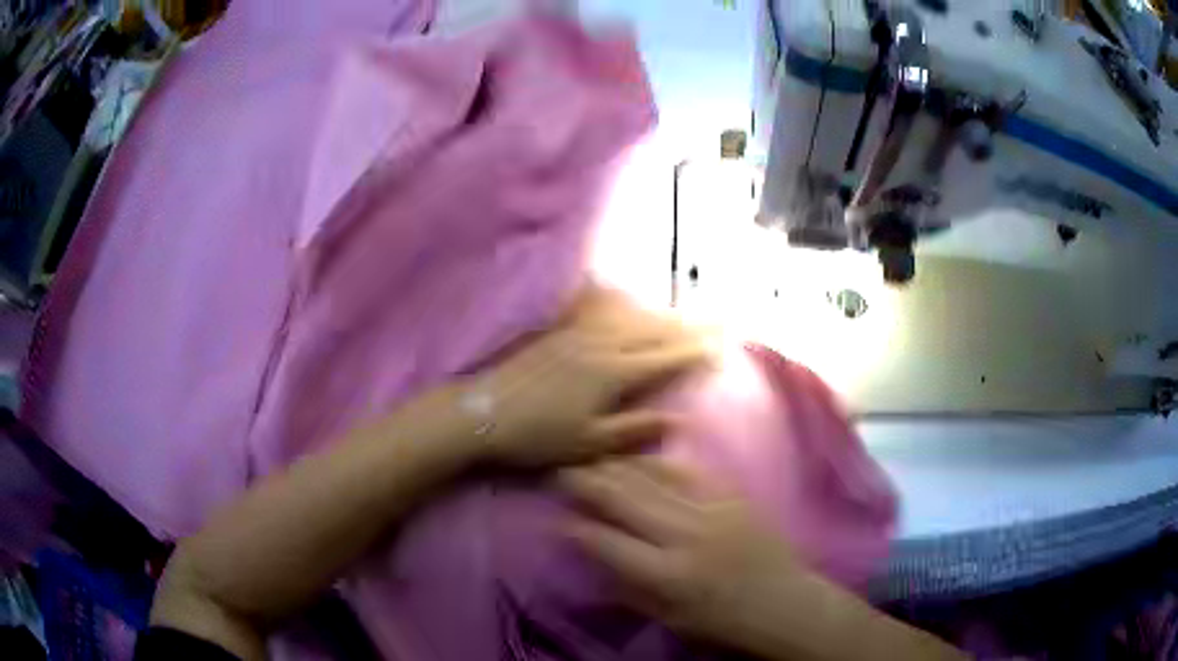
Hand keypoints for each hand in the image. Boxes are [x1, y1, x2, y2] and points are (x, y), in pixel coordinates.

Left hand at [465, 286, 710, 468]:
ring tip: (681, 312)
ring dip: (659, 315)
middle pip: (652, 331)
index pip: (664, 358)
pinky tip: (622, 298)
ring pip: (629, 319)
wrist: (483, 412)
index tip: (721, 345)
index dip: (694, 351)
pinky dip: (621, 307)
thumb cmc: (537, 436)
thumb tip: (678, 419)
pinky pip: (599, 313)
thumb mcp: (589, 444)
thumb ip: (634, 430)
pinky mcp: (558, 333)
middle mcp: (600, 346)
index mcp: (612, 374)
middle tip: (716, 320)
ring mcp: (577, 335)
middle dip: (687, 326)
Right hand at [557, 459, 809, 651]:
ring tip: (591, 456)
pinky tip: (638, 453)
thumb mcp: (667, 617)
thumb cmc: (721, 622)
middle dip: (586, 482)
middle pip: (624, 498)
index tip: (556, 517)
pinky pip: (687, 468)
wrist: (783, 602)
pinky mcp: (733, 495)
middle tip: (561, 471)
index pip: (606, 542)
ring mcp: (712, 509)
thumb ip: (626, 585)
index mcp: (668, 575)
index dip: (575, 527)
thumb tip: (592, 553)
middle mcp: (686, 536)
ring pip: (653, 476)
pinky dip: (657, 459)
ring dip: (616, 464)